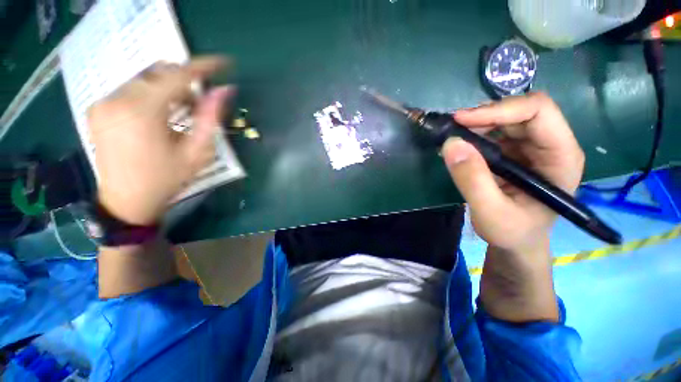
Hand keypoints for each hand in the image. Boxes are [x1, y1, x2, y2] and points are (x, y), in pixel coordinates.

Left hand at [88, 57, 233, 224]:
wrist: (127, 201)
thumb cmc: (167, 179)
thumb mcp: (198, 152)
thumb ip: (211, 118)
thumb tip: (225, 91)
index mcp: (142, 112)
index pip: (177, 75)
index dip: (203, 67)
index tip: (223, 63)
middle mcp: (116, 99)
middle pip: (159, 73)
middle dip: (184, 83)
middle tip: (198, 106)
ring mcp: (103, 102)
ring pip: (144, 79)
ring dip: (168, 89)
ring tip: (180, 114)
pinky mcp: (98, 108)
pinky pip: (131, 89)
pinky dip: (151, 95)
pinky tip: (159, 115)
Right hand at [442, 93, 584, 321]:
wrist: (516, 242)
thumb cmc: (512, 232)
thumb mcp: (490, 212)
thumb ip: (472, 180)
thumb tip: (451, 144)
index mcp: (560, 156)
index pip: (538, 112)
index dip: (500, 110)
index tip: (462, 121)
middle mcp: (550, 145)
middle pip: (520, 112)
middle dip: (483, 117)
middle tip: (451, 129)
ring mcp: (531, 148)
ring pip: (504, 120)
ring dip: (476, 125)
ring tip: (452, 139)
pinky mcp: (514, 153)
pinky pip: (493, 134)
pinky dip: (473, 135)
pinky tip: (458, 147)